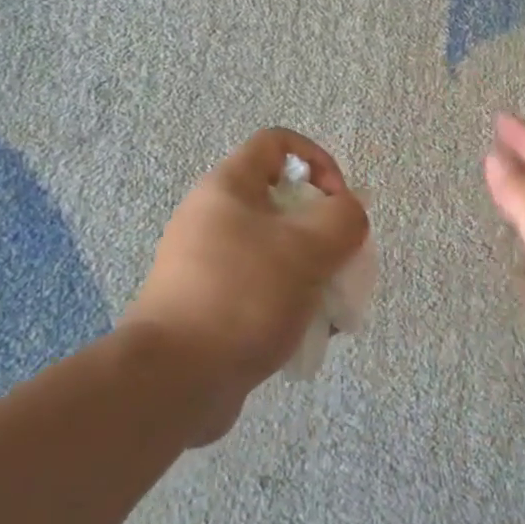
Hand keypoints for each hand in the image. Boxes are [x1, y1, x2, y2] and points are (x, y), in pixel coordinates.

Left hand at [126, 129, 369, 442]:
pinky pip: (262, 288)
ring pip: (277, 251)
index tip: (340, 203)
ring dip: (314, 273)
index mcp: (228, 188)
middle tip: (344, 263)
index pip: (278, 143)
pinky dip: (290, 302)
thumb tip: (350, 212)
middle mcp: (213, 218)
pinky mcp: (210, 304)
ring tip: (333, 309)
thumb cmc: (244, 296)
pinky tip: (310, 334)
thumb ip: (344, 218)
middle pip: (284, 203)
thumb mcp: (309, 248)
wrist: (174, 380)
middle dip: (325, 231)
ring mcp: (208, 264)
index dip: (319, 161)